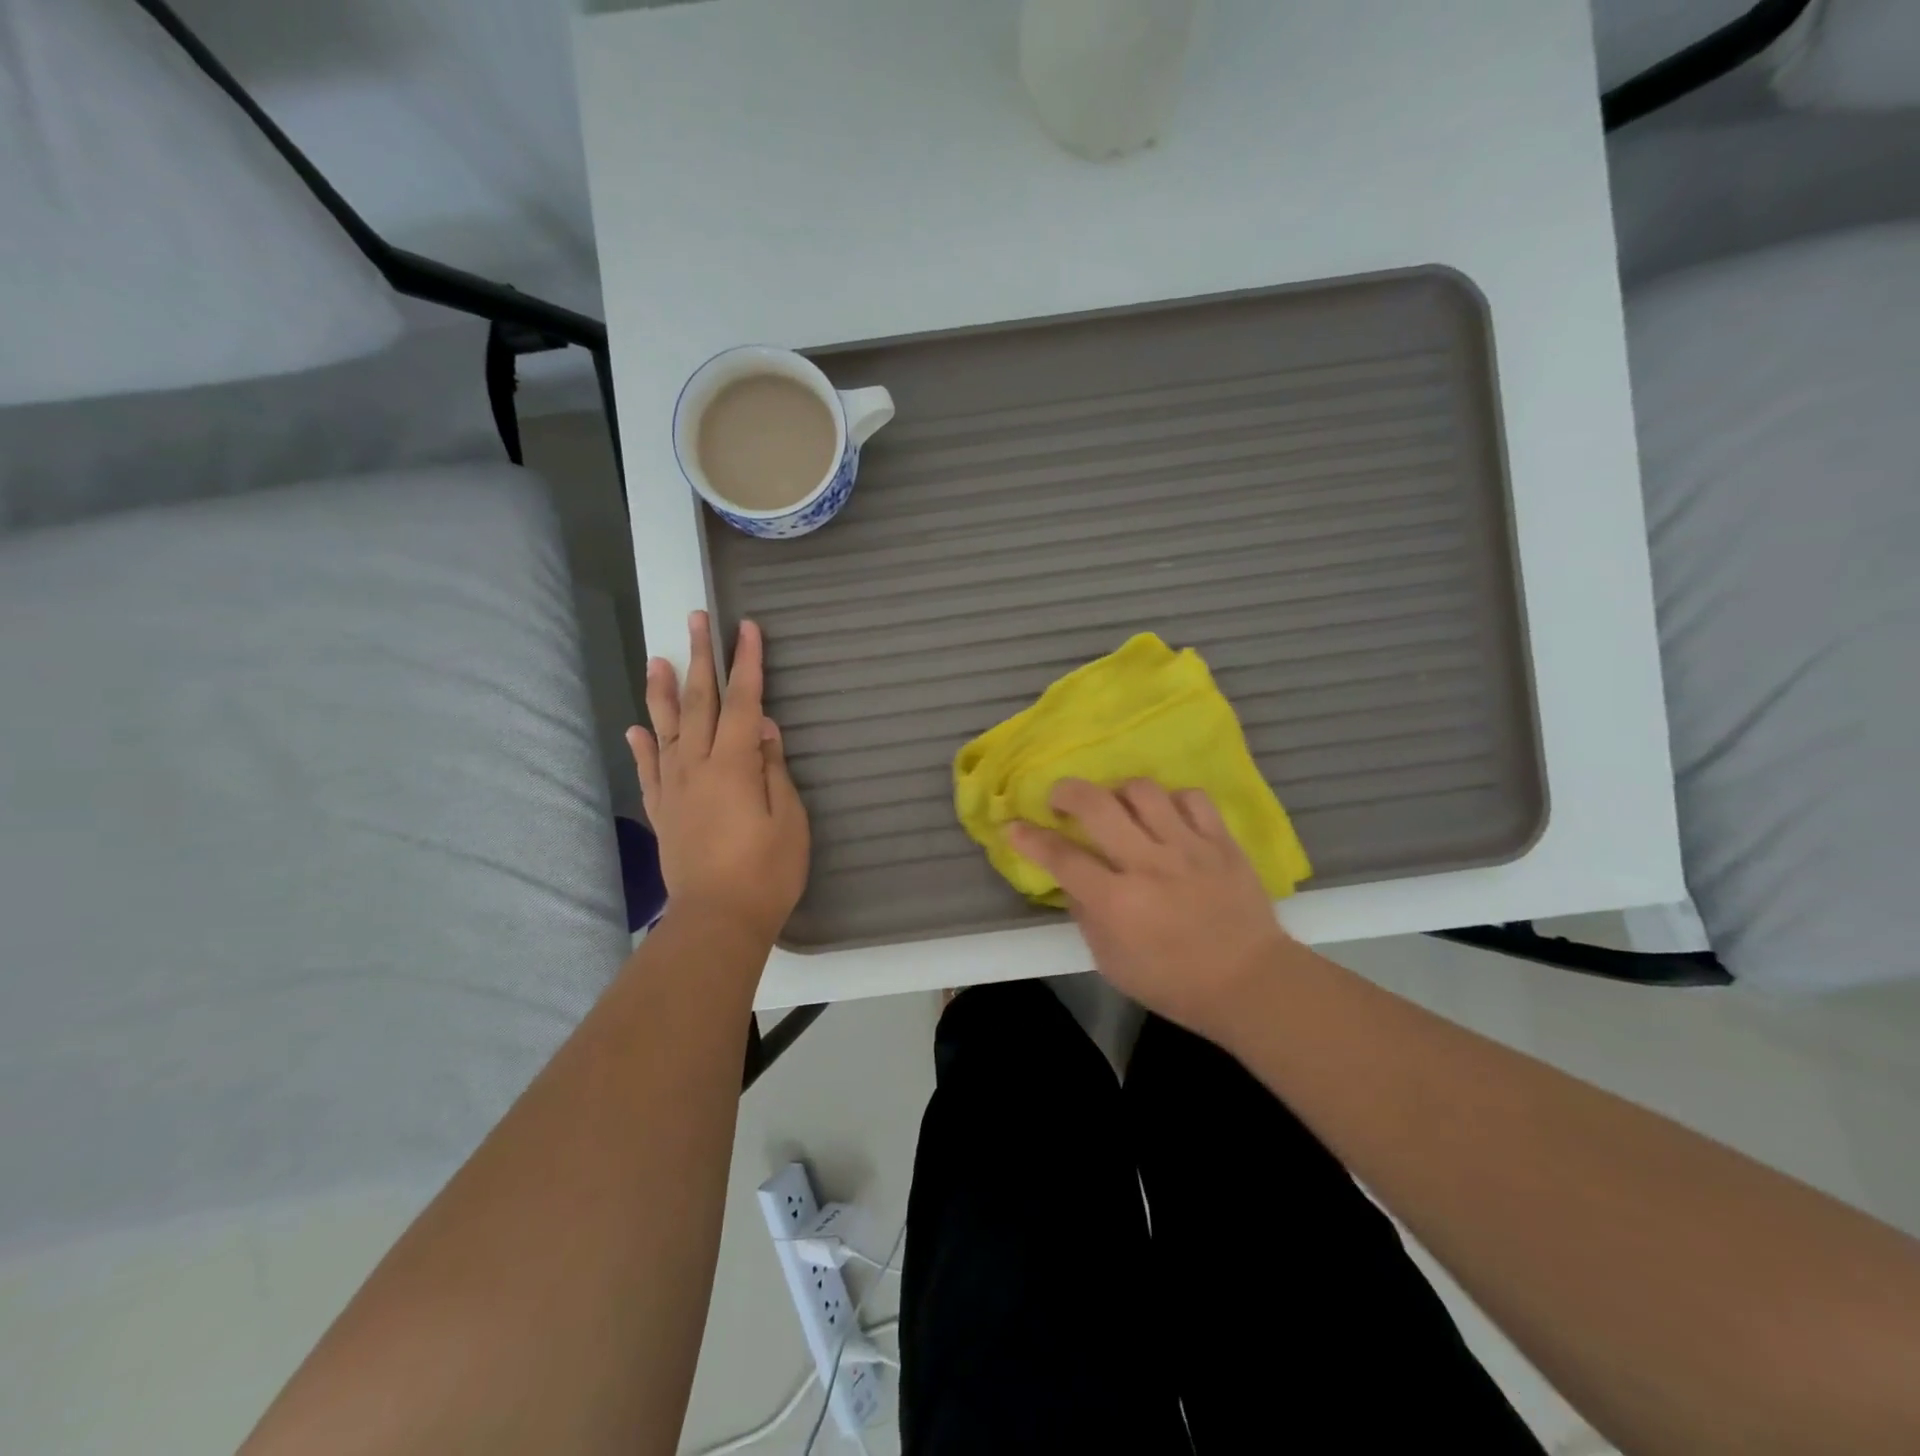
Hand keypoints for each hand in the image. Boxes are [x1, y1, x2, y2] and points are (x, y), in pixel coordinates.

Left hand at [627, 613, 809, 946]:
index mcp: (733, 765)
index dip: (746, 663)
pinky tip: (636, 726)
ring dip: (662, 691)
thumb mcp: (789, 819)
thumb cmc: (766, 871)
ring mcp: (675, 789)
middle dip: (700, 658)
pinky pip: (649, 770)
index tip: (746, 628)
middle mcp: (697, 767)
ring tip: (657, 658)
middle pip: (698, 703)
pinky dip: (642, 745)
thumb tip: (761, 726)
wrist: (717, 919)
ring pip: (666, 729)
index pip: (741, 702)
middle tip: (696, 620)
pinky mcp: (663, 812)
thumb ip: (773, 768)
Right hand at [1009, 779, 1290, 1037]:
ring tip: (1118, 806)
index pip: (1061, 857)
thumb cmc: (1173, 982)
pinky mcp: (1221, 842)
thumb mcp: (1112, 963)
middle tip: (1061, 799)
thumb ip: (1086, 915)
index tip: (1014, 826)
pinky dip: (1172, 800)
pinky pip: (1192, 798)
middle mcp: (1148, 865)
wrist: (1251, 982)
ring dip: (1119, 792)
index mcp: (1117, 902)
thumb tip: (1071, 878)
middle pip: (1097, 805)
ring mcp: (1188, 848)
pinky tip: (1166, 815)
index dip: (1030, 838)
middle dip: (1067, 792)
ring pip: (1143, 791)